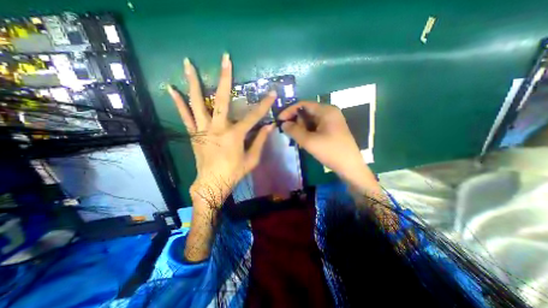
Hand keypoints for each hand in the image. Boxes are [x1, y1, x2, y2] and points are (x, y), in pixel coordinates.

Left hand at [167, 54, 276, 208]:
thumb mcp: (252, 160)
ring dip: (193, 82)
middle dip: (224, 78)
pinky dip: (178, 102)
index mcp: (235, 136)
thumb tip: (269, 127)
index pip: (253, 116)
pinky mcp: (194, 134)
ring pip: (197, 103)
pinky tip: (171, 88)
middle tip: (225, 59)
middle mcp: (217, 128)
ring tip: (188, 63)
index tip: (272, 93)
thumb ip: (260, 141)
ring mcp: (203, 130)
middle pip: (221, 100)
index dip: (264, 104)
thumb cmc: (234, 173)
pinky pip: (185, 116)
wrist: (211, 183)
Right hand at [278, 102, 381, 193]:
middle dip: (296, 122)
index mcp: (326, 110)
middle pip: (306, 112)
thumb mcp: (309, 141)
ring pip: (310, 120)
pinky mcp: (331, 129)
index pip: (303, 104)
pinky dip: (308, 132)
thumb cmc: (331, 152)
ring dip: (301, 128)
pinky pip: (315, 126)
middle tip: (291, 134)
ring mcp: (331, 121)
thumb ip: (294, 131)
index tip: (279, 120)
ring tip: (299, 140)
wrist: (350, 167)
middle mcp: (329, 112)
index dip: (289, 111)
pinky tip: (305, 141)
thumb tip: (283, 124)